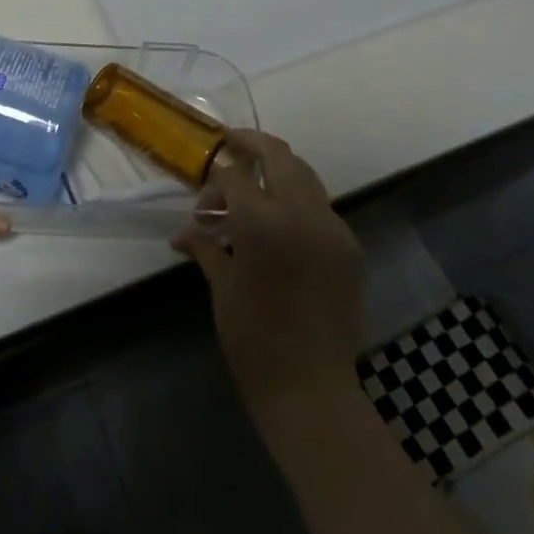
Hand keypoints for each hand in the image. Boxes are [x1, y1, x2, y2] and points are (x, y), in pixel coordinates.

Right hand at [173, 130, 364, 430]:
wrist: (311, 389)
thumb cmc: (253, 339)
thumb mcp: (222, 286)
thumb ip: (205, 246)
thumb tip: (182, 232)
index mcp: (262, 221)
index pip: (235, 174)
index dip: (215, 178)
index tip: (203, 190)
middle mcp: (302, 213)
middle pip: (278, 155)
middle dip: (251, 144)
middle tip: (231, 144)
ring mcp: (333, 228)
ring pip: (305, 175)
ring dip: (278, 171)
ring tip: (254, 186)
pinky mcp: (351, 248)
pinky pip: (321, 208)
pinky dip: (298, 203)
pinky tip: (281, 226)